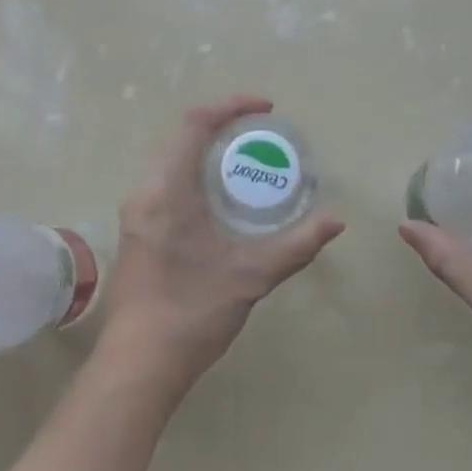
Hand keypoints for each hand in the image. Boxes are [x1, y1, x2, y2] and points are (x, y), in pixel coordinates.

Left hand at [101, 96, 344, 395]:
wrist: (138, 365)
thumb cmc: (192, 312)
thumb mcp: (252, 276)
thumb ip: (297, 246)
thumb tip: (335, 222)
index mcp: (168, 190)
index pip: (195, 123)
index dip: (231, 106)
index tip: (266, 109)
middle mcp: (145, 192)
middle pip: (180, 136)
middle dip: (221, 126)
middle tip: (260, 136)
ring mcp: (136, 212)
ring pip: (170, 160)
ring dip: (206, 151)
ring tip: (245, 162)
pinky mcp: (135, 231)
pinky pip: (165, 182)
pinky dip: (193, 174)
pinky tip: (219, 200)